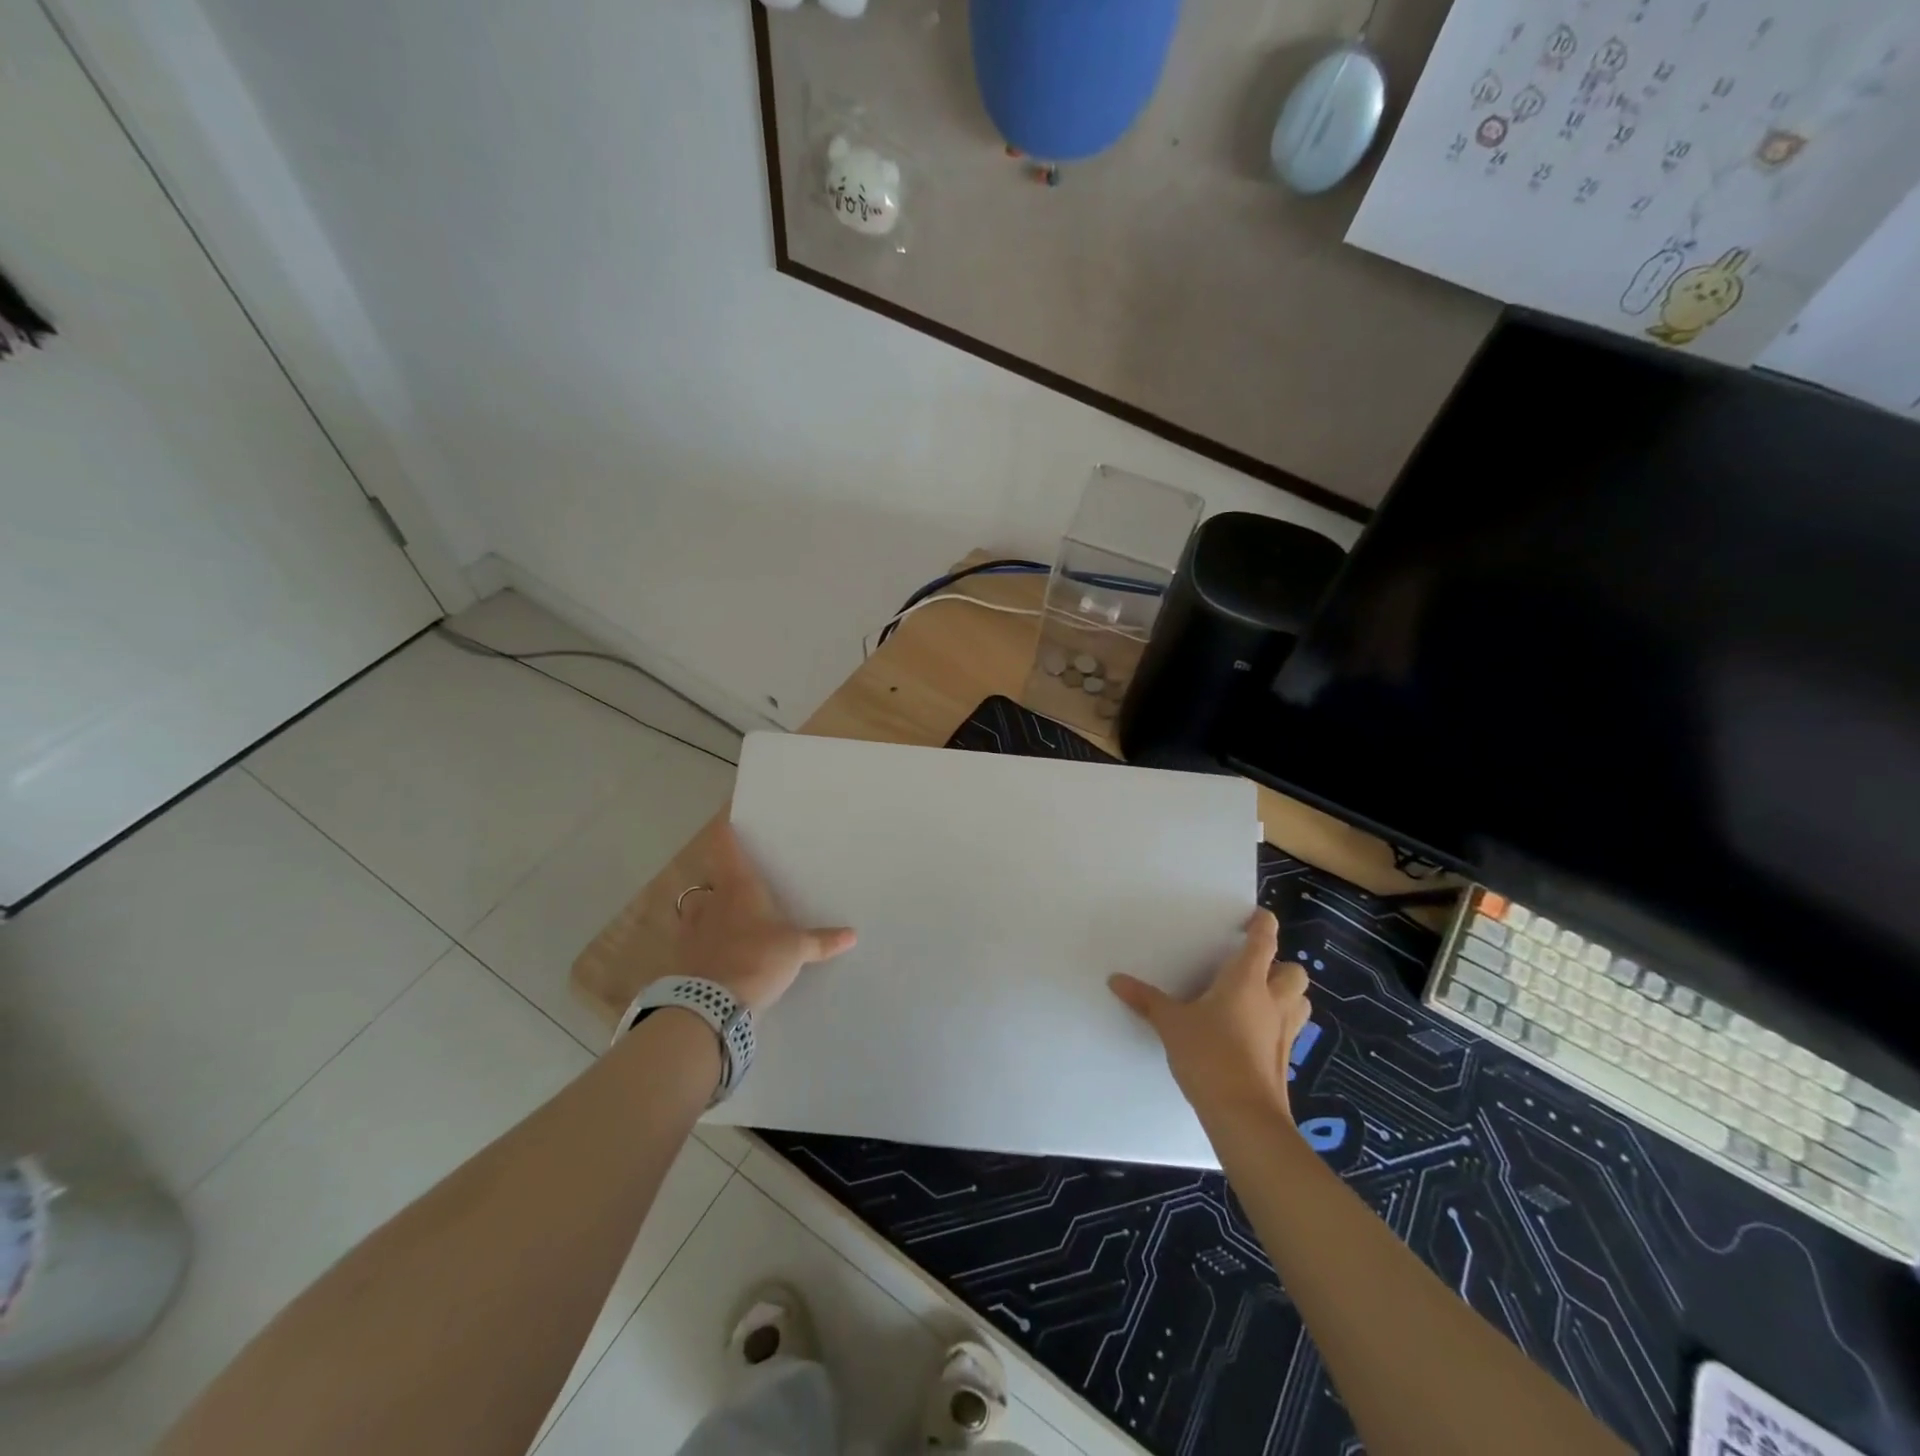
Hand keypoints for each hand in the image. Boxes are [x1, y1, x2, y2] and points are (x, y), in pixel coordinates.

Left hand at [669, 824, 855, 1010]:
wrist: (710, 1004)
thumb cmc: (757, 959)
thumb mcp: (796, 950)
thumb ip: (821, 941)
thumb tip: (852, 934)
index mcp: (739, 886)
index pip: (725, 845)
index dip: (725, 830)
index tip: (727, 820)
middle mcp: (711, 898)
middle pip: (711, 875)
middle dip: (723, 877)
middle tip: (740, 881)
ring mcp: (692, 926)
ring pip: (697, 906)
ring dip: (707, 908)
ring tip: (724, 916)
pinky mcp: (683, 954)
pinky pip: (692, 937)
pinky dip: (702, 939)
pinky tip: (715, 949)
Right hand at [1108, 909, 1310, 1123]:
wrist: (1244, 1115)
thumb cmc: (1209, 1055)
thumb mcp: (1171, 1024)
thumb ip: (1146, 1000)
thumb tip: (1116, 979)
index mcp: (1247, 980)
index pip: (1264, 940)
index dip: (1263, 924)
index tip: (1255, 916)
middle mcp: (1273, 1000)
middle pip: (1293, 971)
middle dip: (1279, 965)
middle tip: (1253, 968)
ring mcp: (1284, 1031)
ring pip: (1300, 1001)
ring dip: (1286, 995)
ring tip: (1258, 998)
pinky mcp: (1284, 1059)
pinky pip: (1289, 1030)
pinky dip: (1277, 1025)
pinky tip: (1252, 1034)